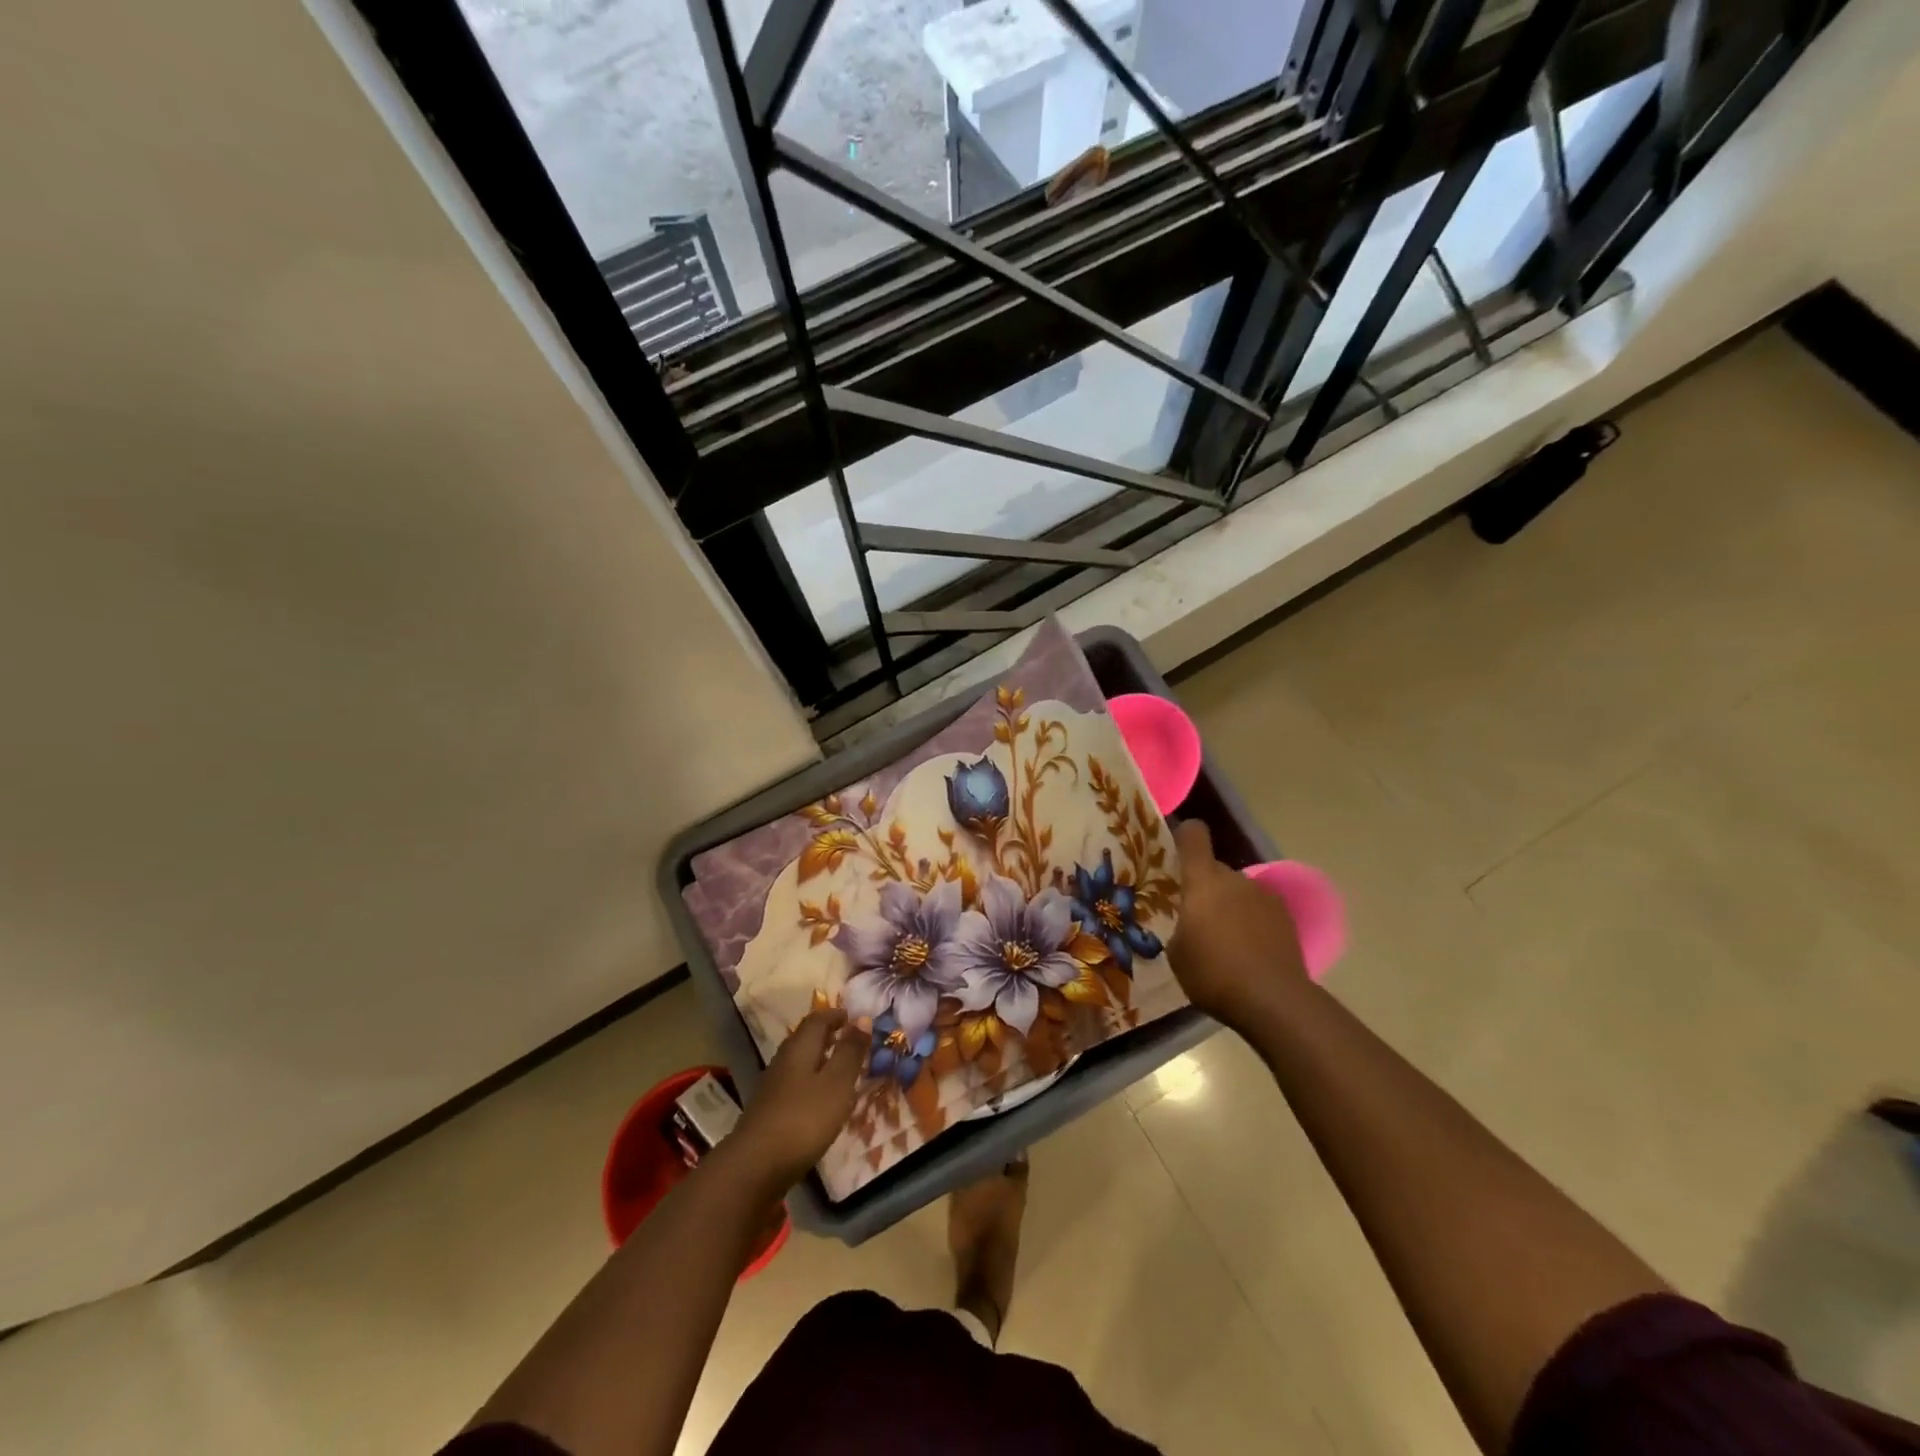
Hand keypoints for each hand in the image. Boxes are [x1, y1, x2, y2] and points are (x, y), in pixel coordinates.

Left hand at [729, 1010, 865, 1191]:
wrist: (754, 1168)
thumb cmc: (803, 1120)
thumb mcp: (837, 1084)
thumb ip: (850, 1052)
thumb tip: (862, 1018)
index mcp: (800, 1048)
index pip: (818, 1019)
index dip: (837, 1015)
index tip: (855, 1018)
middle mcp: (783, 1061)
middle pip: (806, 1039)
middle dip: (828, 1035)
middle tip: (851, 1041)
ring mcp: (773, 1087)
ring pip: (800, 1063)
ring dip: (820, 1060)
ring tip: (841, 1070)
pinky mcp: (769, 1112)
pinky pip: (795, 1085)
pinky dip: (811, 1083)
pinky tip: (821, 1101)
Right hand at [1168, 819, 1308, 1032]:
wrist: (1273, 1000)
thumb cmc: (1213, 973)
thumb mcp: (1177, 953)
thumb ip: (1180, 926)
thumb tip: (1189, 923)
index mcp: (1203, 881)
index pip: (1193, 835)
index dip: (1185, 836)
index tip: (1177, 850)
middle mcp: (1235, 879)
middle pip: (1216, 870)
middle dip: (1206, 888)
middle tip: (1198, 919)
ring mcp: (1265, 896)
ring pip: (1239, 891)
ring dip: (1231, 905)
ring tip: (1227, 940)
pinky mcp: (1286, 918)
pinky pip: (1260, 909)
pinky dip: (1253, 922)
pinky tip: (1250, 951)